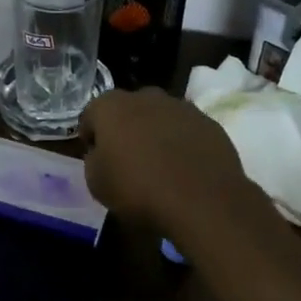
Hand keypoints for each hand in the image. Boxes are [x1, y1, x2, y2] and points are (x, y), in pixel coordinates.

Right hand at [78, 87, 258, 237]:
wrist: (202, 203)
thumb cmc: (138, 191)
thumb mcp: (96, 183)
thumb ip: (94, 159)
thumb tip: (103, 153)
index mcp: (112, 107)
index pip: (91, 115)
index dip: (91, 137)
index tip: (95, 158)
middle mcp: (146, 97)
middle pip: (128, 109)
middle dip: (125, 129)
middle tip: (126, 159)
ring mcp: (182, 107)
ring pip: (160, 116)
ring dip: (155, 133)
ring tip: (159, 165)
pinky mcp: (210, 124)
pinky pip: (187, 130)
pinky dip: (182, 143)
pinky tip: (184, 170)